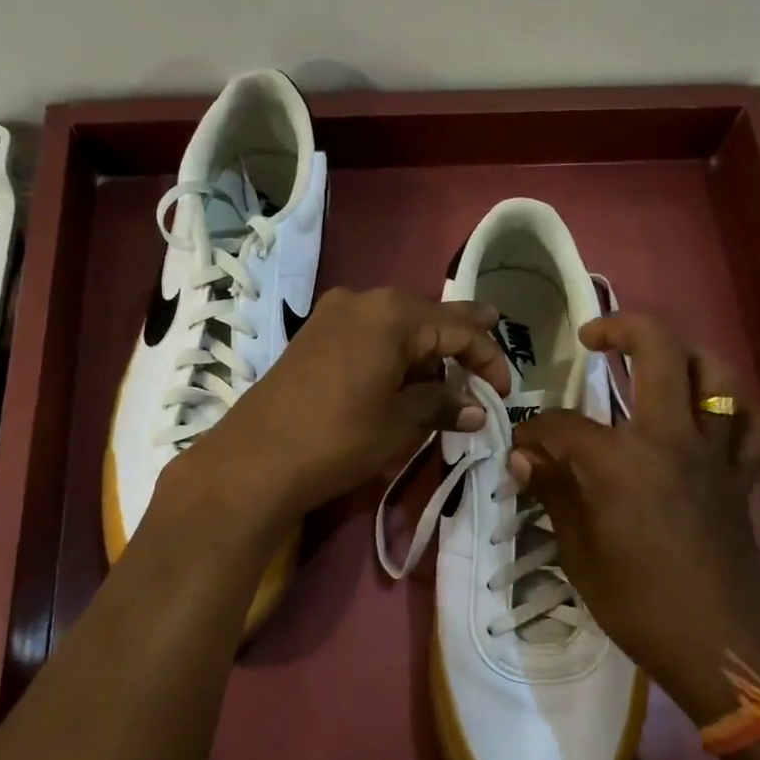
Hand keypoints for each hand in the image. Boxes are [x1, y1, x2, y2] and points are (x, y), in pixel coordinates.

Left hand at [184, 287, 512, 522]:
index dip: (489, 359)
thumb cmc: (337, 438)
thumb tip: (477, 408)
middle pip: (429, 319)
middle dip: (460, 347)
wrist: (255, 459)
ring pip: (398, 326)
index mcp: (393, 314)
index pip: (460, 329)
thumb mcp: (399, 423)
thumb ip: (442, 405)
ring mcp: (334, 314)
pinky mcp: (314, 334)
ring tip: (447, 385)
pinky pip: (370, 334)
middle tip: (485, 370)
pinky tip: (404, 379)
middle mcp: (364, 300)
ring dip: (426, 353)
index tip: (504, 392)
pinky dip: (395, 354)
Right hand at [508, 313, 759, 726]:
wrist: (721, 647)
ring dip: (684, 354)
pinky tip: (712, 419)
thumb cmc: (639, 606)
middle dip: (621, 328)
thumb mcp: (580, 554)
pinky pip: (755, 426)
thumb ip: (555, 493)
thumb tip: (524, 458)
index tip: (520, 446)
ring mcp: (715, 454)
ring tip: (656, 360)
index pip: (564, 425)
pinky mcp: (743, 476)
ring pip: (715, 374)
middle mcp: (671, 439)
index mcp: (621, 462)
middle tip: (594, 337)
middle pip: (657, 351)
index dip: (534, 431)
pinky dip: (736, 411)